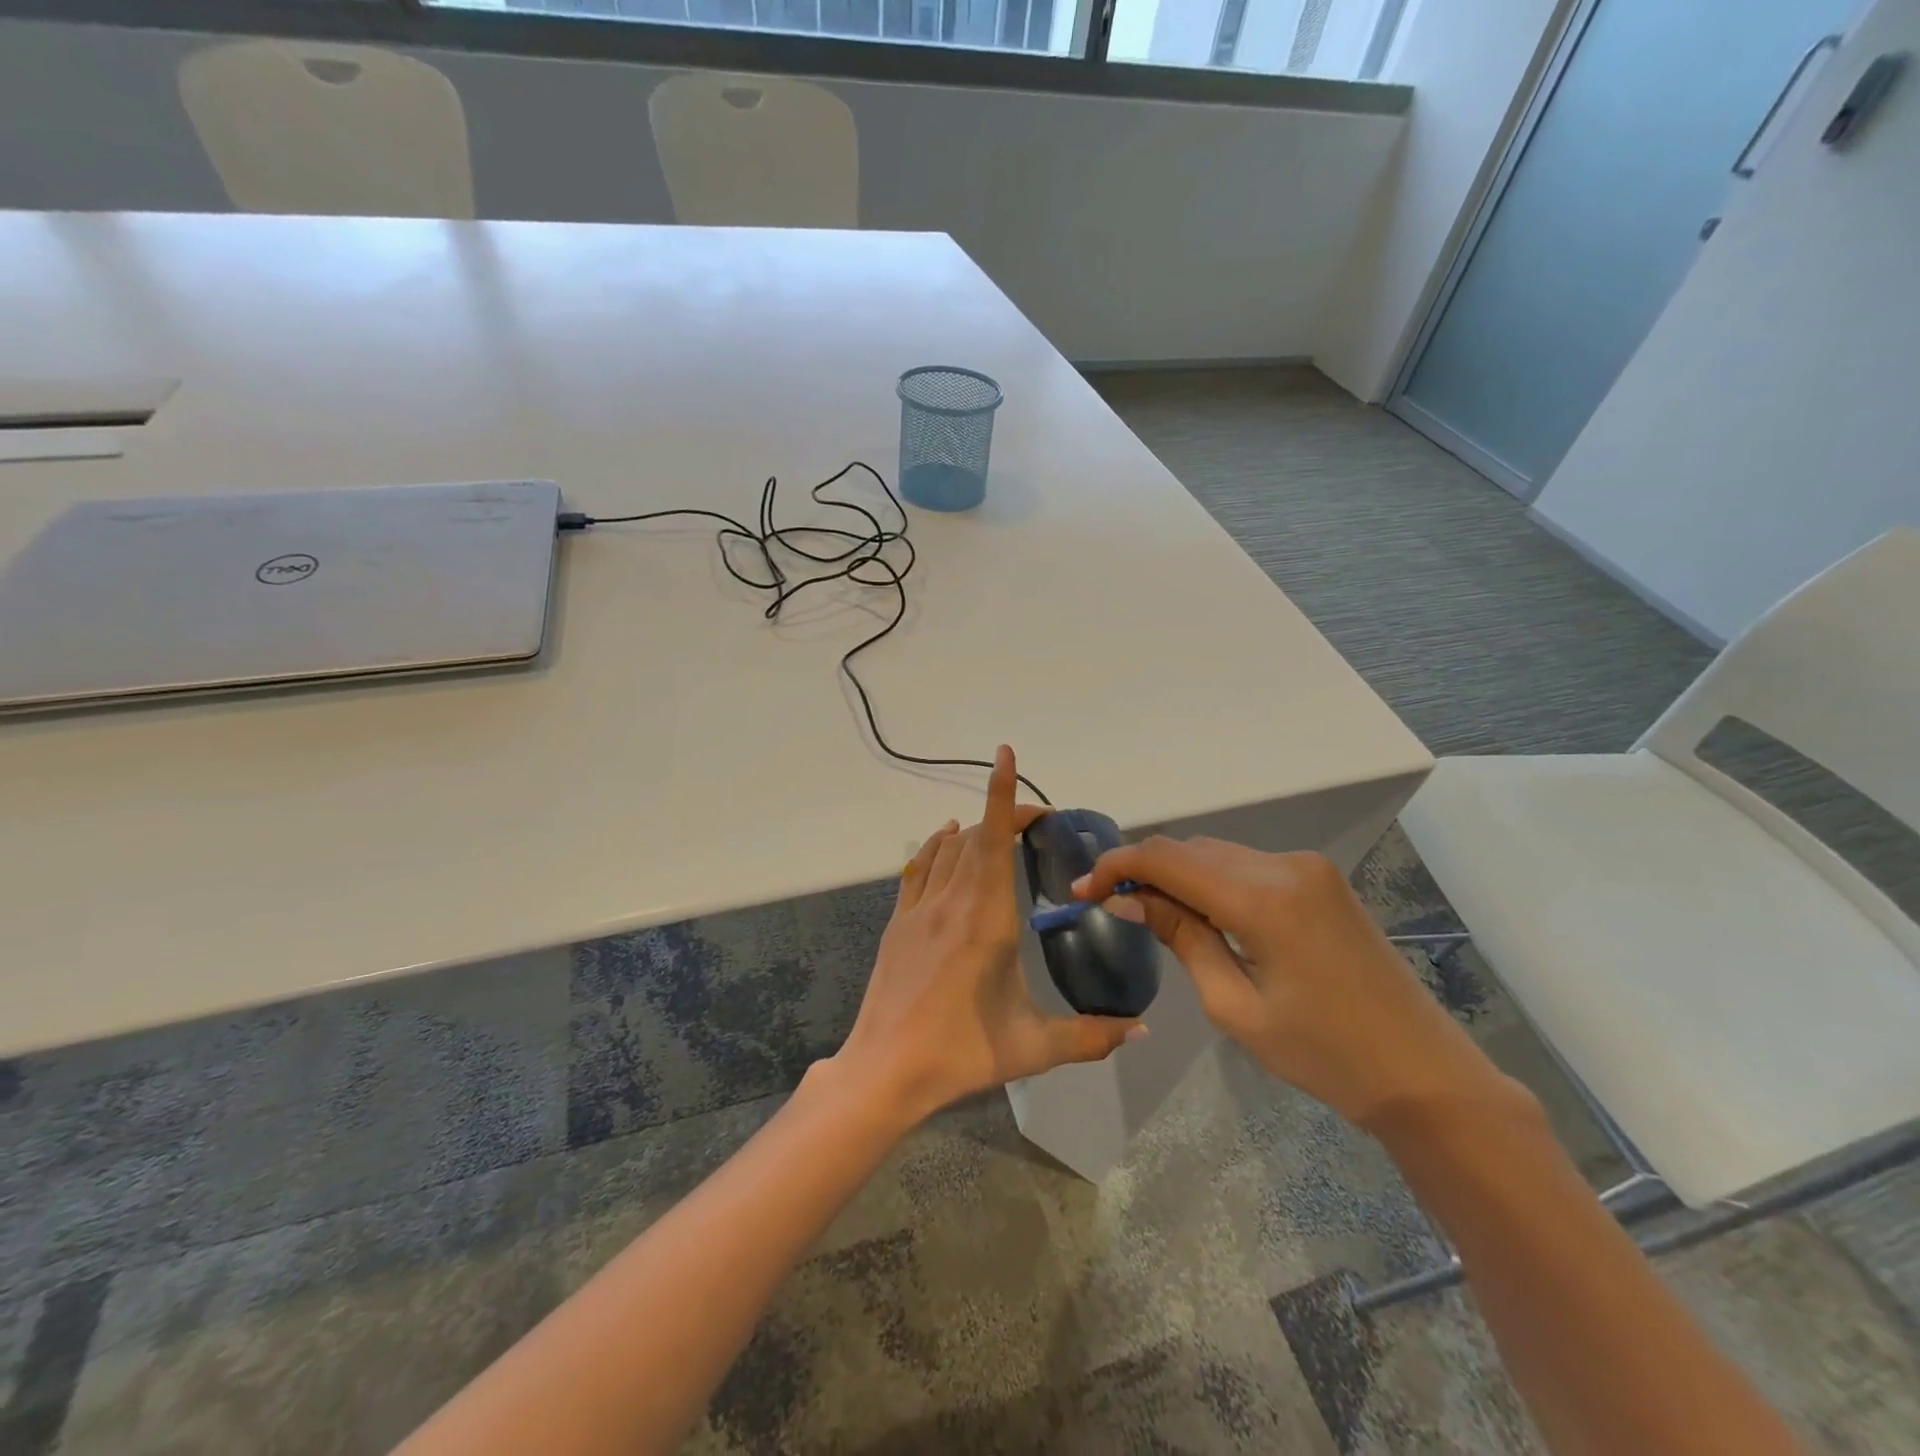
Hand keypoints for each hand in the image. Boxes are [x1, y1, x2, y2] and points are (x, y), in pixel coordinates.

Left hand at [830, 746, 1143, 1125]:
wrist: (885, 1069)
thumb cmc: (962, 1052)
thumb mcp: (1034, 1047)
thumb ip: (1091, 1037)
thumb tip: (1141, 1030)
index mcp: (987, 919)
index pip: (995, 840)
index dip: (1002, 794)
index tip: (1005, 756)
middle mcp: (951, 901)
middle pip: (976, 836)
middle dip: (1004, 815)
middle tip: (1036, 821)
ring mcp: (918, 909)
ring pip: (946, 848)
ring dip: (973, 830)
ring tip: (998, 831)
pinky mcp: (898, 922)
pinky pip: (918, 867)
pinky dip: (936, 846)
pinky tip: (946, 843)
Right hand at [1075, 838, 1513, 1130]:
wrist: (1422, 1071)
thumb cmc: (1324, 1055)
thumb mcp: (1235, 1006)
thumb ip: (1181, 938)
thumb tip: (1126, 900)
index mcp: (1263, 899)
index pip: (1168, 858)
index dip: (1118, 866)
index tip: (1083, 890)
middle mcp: (1284, 865)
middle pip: (1191, 849)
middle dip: (1144, 869)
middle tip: (1109, 905)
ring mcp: (1307, 868)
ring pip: (1217, 853)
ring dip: (1177, 873)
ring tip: (1148, 911)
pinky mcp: (1319, 879)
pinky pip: (1246, 865)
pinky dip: (1211, 880)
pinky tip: (1200, 912)